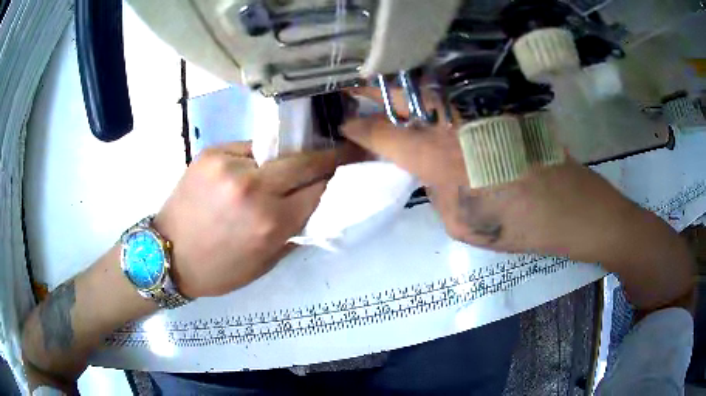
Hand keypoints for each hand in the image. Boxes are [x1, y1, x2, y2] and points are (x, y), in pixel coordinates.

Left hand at [154, 141, 359, 297]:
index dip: (335, 179)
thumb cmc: (217, 270)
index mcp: (270, 223)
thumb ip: (294, 232)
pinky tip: (252, 168)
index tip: (347, 170)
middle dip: (325, 158)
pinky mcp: (211, 153)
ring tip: (284, 168)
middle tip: (336, 153)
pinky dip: (257, 158)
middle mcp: (253, 188)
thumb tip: (314, 206)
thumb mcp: (264, 263)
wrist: (167, 255)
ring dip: (286, 160)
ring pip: (276, 152)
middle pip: (304, 161)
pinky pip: (247, 148)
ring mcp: (230, 165)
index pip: (319, 189)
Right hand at [343, 87, 695, 312]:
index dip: (357, 127)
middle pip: (402, 94)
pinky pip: (462, 96)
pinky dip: (443, 97)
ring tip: (391, 92)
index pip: (381, 134)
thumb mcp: (460, 223)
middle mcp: (452, 122)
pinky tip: (440, 104)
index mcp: (436, 157)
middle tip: (354, 85)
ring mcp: (480, 107)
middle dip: (373, 89)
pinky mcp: (502, 103)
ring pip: (432, 88)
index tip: (343, 121)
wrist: (571, 207)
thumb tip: (431, 167)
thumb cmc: (517, 225)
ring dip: (407, 88)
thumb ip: (435, 189)